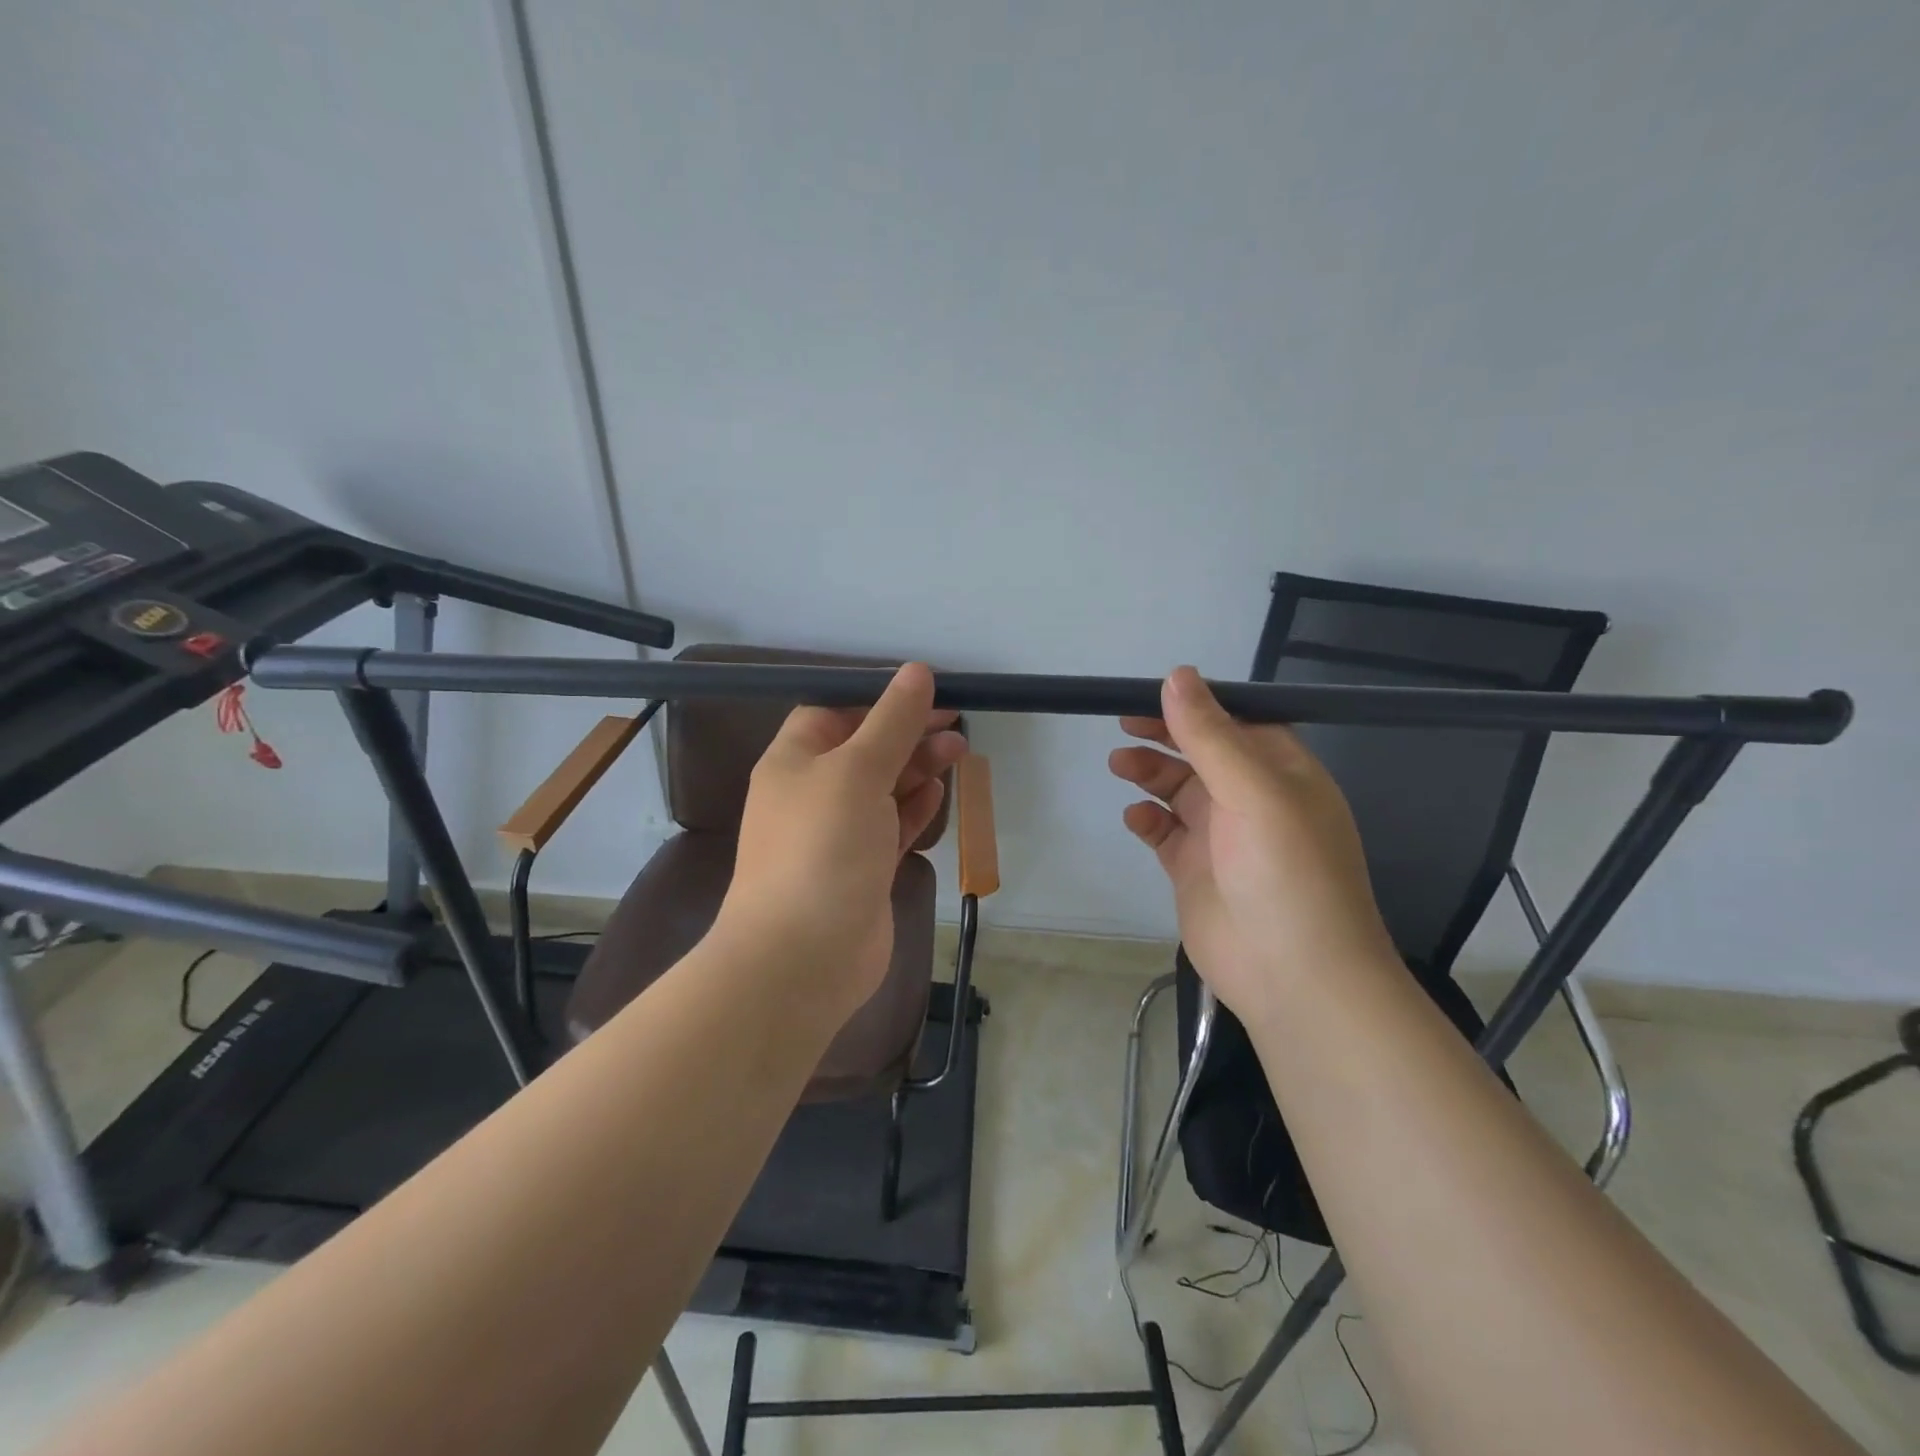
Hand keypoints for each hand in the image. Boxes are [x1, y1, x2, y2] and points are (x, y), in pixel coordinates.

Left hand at [716, 663, 967, 1020]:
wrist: (802, 958)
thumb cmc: (822, 848)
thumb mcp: (857, 770)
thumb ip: (891, 721)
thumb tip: (917, 670)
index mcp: (794, 760)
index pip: (834, 711)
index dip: (878, 698)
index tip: (925, 692)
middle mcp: (811, 793)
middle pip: (864, 748)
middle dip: (908, 732)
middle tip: (956, 723)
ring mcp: (837, 834)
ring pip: (883, 788)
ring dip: (917, 768)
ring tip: (960, 751)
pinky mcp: (862, 870)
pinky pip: (890, 827)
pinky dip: (913, 809)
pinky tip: (938, 794)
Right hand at [1108, 666, 1397, 1020]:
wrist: (1294, 977)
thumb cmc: (1285, 873)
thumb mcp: (1253, 792)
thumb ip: (1210, 735)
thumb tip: (1177, 675)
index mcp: (1282, 772)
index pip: (1237, 722)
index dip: (1197, 704)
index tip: (1153, 693)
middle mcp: (1253, 799)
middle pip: (1202, 752)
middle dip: (1166, 735)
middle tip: (1123, 722)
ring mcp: (1223, 837)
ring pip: (1179, 790)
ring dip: (1151, 773)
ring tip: (1120, 764)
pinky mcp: (1195, 871)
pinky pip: (1165, 833)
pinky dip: (1147, 819)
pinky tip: (1135, 817)